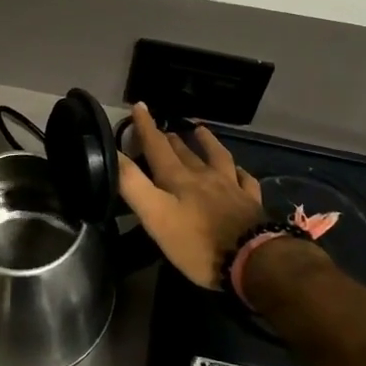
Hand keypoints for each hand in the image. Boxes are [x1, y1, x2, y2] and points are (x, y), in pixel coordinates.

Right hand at [117, 102, 267, 288]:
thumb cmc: (197, 243)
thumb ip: (133, 185)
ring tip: (199, 130)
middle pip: (184, 152)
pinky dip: (238, 171)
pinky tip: (238, 170)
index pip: (157, 146)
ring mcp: (231, 187)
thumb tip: (113, 153)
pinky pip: (244, 179)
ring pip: (217, 157)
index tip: (139, 106)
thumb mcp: (156, 216)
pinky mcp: (250, 203)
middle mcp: (204, 176)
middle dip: (170, 138)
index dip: (146, 127)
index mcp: (178, 179)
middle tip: (161, 130)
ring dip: (206, 142)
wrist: (252, 260)